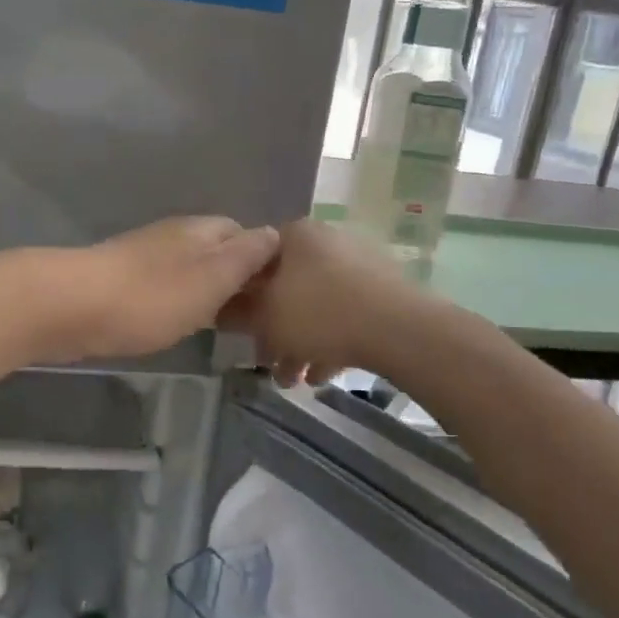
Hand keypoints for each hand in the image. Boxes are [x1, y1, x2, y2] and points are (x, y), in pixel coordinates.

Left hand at [49, 217, 280, 360]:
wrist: (71, 307)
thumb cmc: (151, 297)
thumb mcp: (212, 278)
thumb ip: (245, 257)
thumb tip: (273, 233)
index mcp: (201, 230)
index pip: (245, 233)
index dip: (263, 261)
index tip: (276, 295)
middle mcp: (175, 236)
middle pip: (216, 251)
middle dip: (235, 278)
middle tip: (253, 317)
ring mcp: (144, 257)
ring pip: (189, 270)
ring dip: (206, 292)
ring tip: (221, 325)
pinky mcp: (121, 281)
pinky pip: (163, 287)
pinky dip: (177, 303)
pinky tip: (177, 324)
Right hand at [219, 219, 425, 385]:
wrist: (399, 329)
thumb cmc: (319, 314)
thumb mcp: (264, 318)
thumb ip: (236, 313)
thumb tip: (219, 308)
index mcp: (294, 236)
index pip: (253, 259)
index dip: (240, 296)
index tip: (237, 327)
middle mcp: (326, 242)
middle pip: (285, 287)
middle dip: (273, 331)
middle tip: (266, 362)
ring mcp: (358, 265)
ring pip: (316, 306)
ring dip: (299, 344)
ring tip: (295, 381)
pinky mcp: (382, 292)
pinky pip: (344, 316)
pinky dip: (330, 342)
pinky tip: (323, 375)